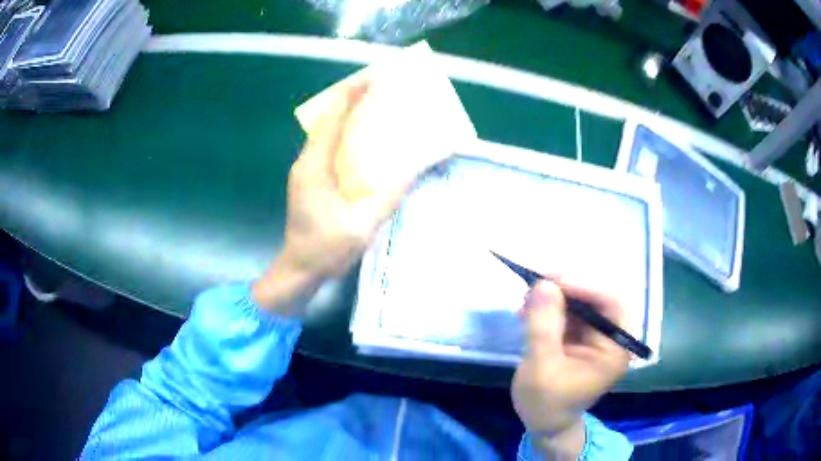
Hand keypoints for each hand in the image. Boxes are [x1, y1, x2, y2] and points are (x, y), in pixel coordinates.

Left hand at [278, 78, 410, 278]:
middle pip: (328, 121)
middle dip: (352, 101)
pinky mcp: (310, 180)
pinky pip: (329, 148)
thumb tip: (417, 165)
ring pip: (327, 133)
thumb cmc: (326, 249)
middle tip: (380, 90)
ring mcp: (306, 170)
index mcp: (314, 166)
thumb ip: (391, 193)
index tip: (372, 79)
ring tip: (376, 109)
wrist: (299, 270)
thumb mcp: (363, 224)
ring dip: (349, 117)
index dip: (351, 95)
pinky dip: (346, 136)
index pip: (332, 119)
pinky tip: (365, 141)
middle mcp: (307, 162)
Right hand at [512, 278, 630, 458]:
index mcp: (615, 348)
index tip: (552, 280)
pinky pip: (568, 311)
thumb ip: (543, 327)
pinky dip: (548, 306)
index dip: (585, 286)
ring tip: (526, 300)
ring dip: (554, 296)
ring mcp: (595, 335)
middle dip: (566, 288)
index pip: (611, 304)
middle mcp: (611, 336)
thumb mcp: (541, 367)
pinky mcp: (580, 336)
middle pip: (597, 298)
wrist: (543, 424)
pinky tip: (528, 310)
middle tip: (536, 283)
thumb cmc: (546, 403)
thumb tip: (543, 283)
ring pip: (580, 300)